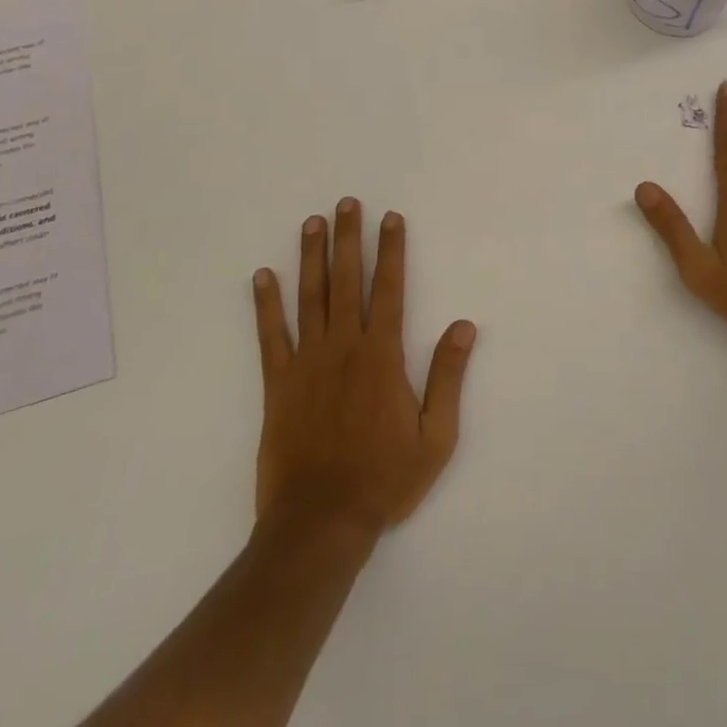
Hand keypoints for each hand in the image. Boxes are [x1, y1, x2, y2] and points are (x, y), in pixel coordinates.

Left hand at [252, 199, 476, 537]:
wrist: (320, 522)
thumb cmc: (384, 479)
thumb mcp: (435, 436)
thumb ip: (448, 376)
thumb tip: (463, 325)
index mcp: (382, 356)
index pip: (390, 289)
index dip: (392, 250)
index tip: (391, 218)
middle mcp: (343, 347)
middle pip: (347, 281)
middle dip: (349, 239)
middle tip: (346, 204)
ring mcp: (306, 363)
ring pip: (310, 298)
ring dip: (311, 258)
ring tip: (311, 223)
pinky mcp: (277, 384)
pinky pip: (270, 336)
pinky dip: (266, 304)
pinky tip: (262, 276)